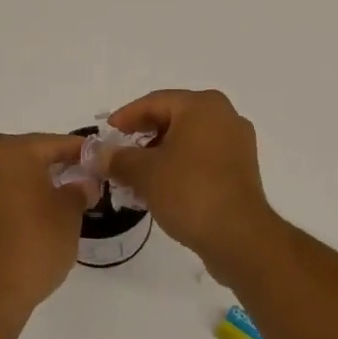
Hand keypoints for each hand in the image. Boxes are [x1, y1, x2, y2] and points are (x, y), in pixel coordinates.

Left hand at [0, 133, 89, 321]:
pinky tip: (41, 213)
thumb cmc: (36, 241)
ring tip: (66, 198)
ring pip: (14, 174)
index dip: (81, 152)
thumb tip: (83, 184)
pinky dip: (21, 197)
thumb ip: (79, 189)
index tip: (102, 160)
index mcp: (11, 150)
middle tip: (86, 178)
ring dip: (38, 182)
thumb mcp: (69, 212)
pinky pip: (1, 193)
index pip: (55, 143)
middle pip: (31, 155)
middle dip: (58, 165)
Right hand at [104, 90, 280, 266]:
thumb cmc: (189, 191)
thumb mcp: (144, 173)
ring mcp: (236, 143)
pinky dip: (179, 166)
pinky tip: (159, 187)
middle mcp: (224, 116)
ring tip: (134, 176)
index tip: (106, 133)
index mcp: (202, 106)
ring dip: (159, 154)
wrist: (238, 236)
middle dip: (142, 137)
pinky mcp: (240, 169)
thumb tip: (97, 153)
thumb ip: (117, 158)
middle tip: (118, 154)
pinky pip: (202, 158)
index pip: (154, 102)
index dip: (126, 117)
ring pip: (187, 140)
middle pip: (173, 118)